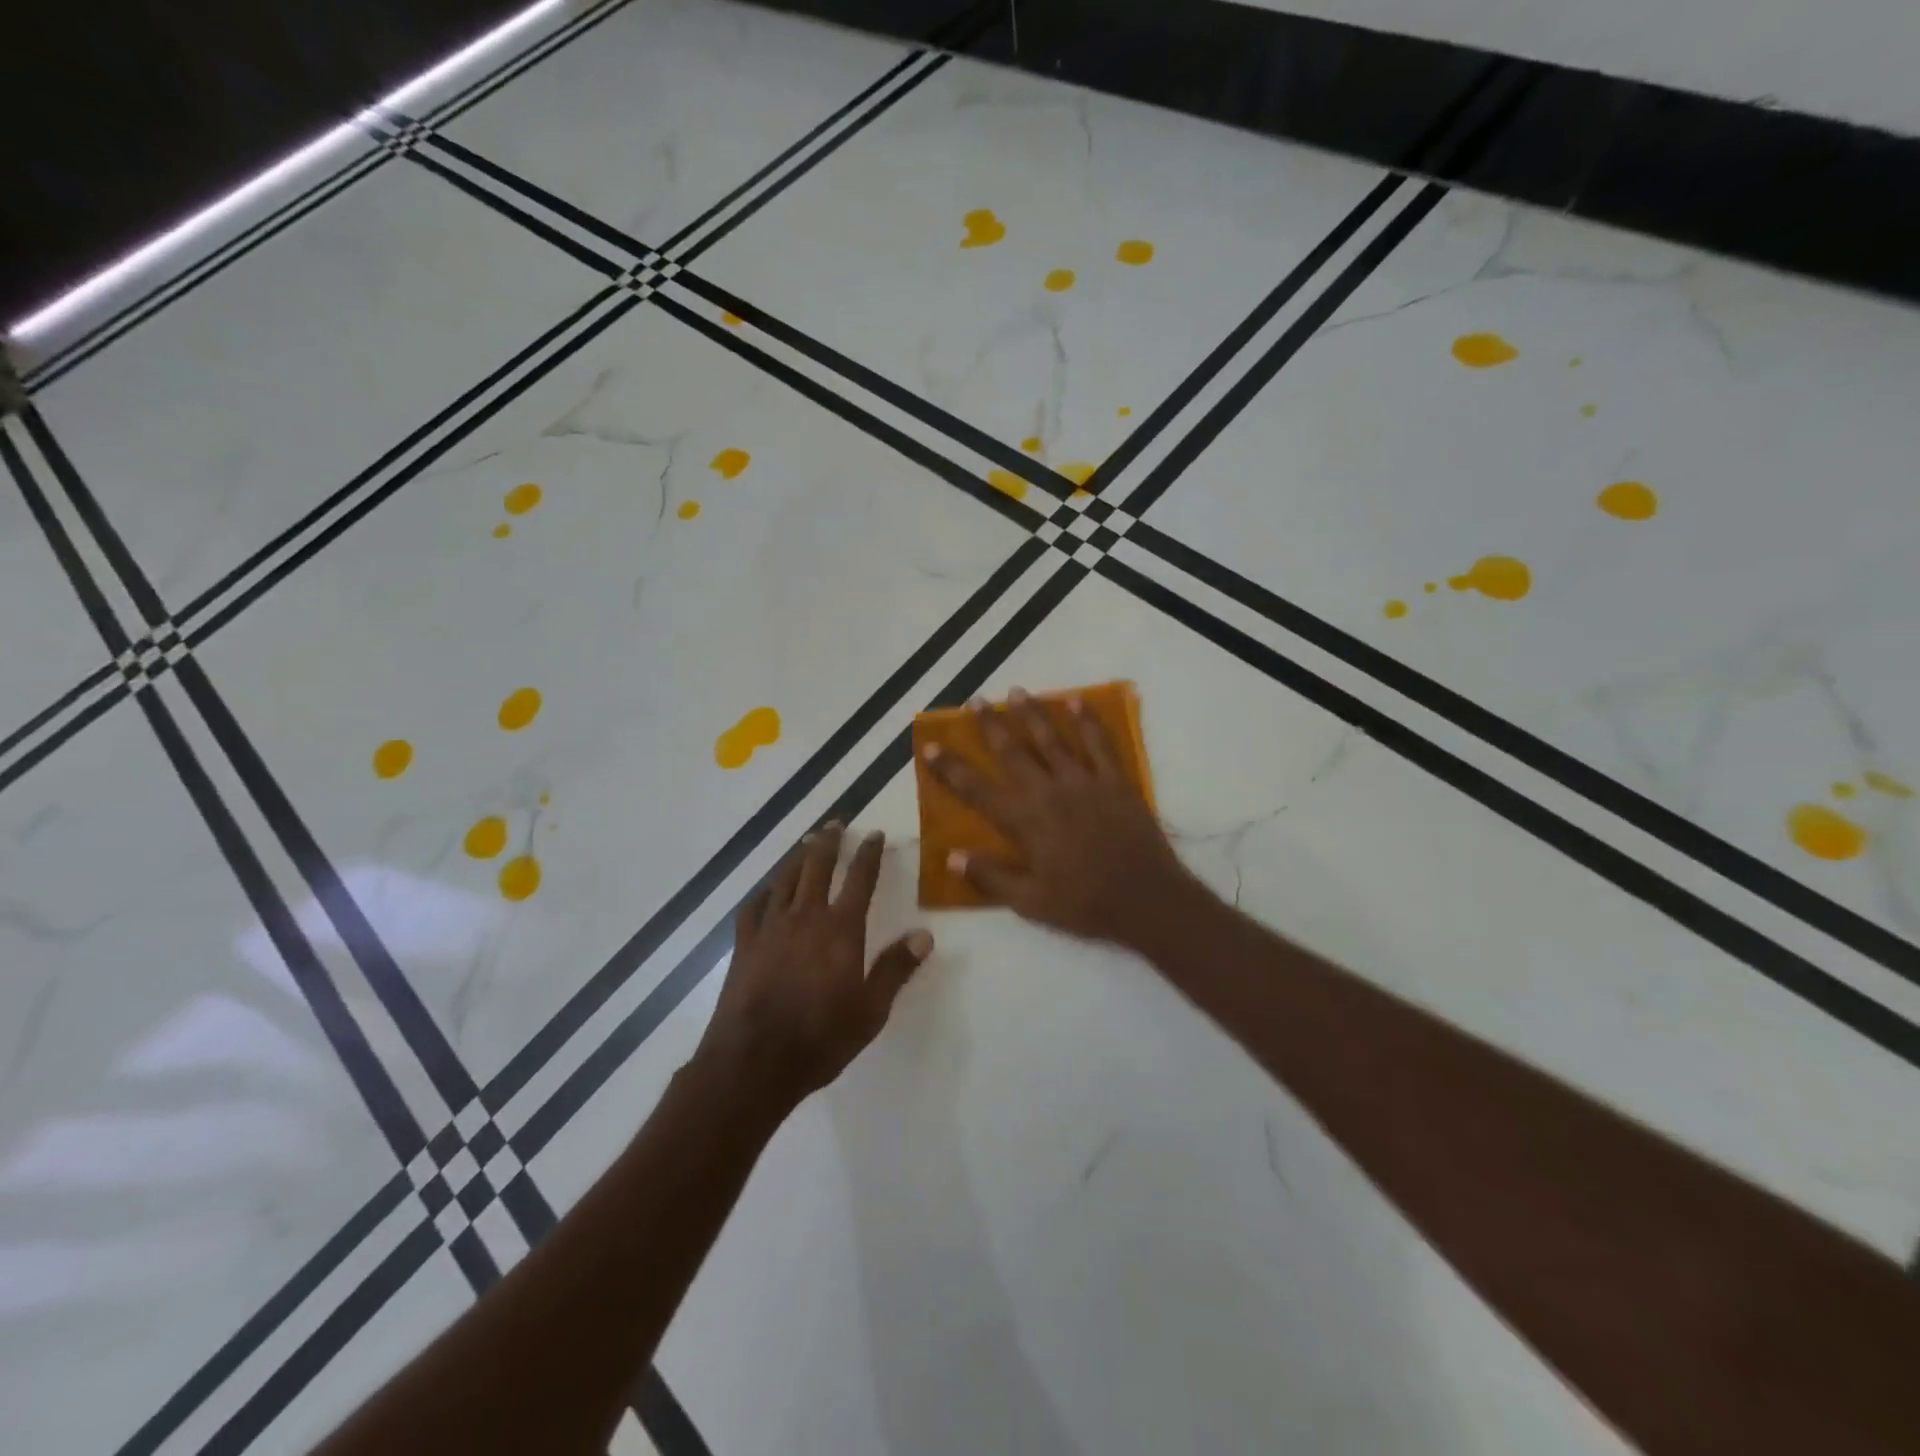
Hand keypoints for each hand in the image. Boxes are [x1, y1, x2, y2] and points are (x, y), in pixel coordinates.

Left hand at [699, 824, 932, 1112]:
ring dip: (799, 856)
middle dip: (830, 841)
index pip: (860, 879)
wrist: (753, 1061)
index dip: (869, 853)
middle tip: (836, 822)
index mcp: (841, 929)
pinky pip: (756, 905)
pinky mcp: (745, 944)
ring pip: (786, 878)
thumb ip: (896, 969)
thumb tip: (924, 934)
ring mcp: (771, 927)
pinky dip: (766, 890)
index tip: (875, 834)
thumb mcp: (871, 1010)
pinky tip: (769, 889)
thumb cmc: (820, 1038)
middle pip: (818, 866)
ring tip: (807, 842)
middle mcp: (806, 917)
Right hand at [921, 689, 1197, 950]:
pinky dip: (1088, 721)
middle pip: (1012, 751)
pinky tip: (1077, 702)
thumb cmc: (1084, 904)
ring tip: (1017, 691)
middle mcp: (1049, 792)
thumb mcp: (1030, 903)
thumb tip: (951, 856)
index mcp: (1025, 821)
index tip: (931, 746)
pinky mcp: (1115, 781)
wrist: (1147, 899)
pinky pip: (1099, 743)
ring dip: (1032, 713)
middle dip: (991, 724)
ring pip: (1052, 739)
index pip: (977, 789)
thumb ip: (990, 877)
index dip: (951, 768)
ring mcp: (1084, 782)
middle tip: (976, 701)